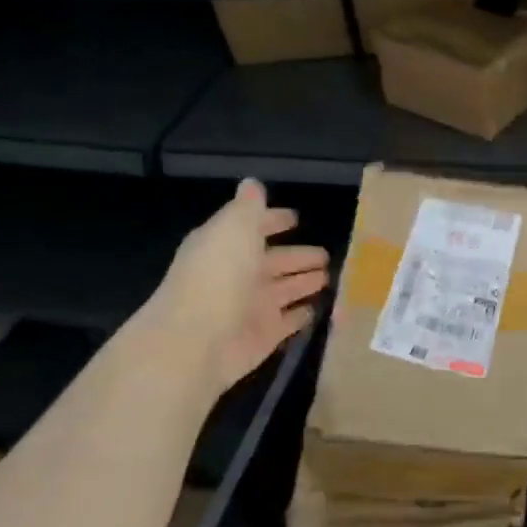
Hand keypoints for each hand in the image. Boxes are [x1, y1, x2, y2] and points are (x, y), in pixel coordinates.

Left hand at [149, 180, 329, 391]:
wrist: (196, 341)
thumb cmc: (217, 276)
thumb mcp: (234, 229)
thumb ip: (248, 207)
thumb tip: (252, 184)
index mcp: (226, 246)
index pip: (252, 228)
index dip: (272, 221)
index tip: (296, 218)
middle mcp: (238, 274)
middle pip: (273, 261)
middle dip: (298, 256)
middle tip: (327, 254)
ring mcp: (252, 306)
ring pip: (285, 289)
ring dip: (304, 282)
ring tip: (330, 277)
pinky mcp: (265, 335)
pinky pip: (290, 321)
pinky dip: (303, 314)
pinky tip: (319, 307)